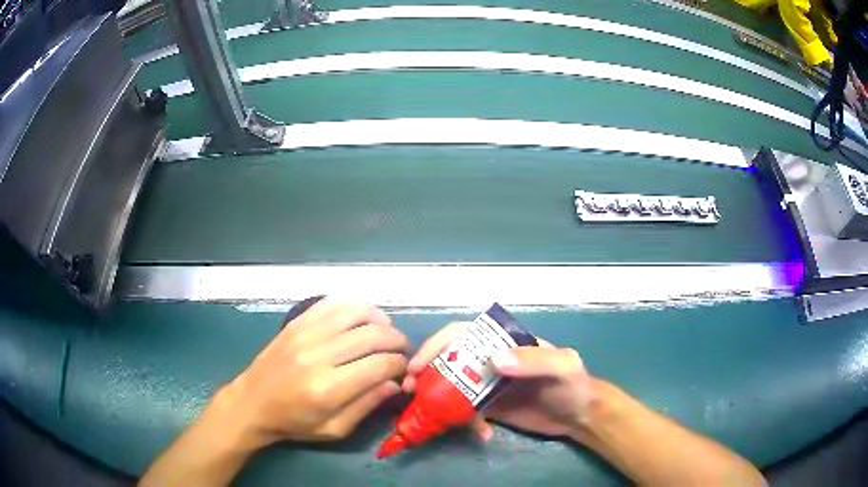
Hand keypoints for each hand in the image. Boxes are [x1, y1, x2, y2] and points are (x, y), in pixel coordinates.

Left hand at [221, 300, 408, 446]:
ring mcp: (305, 333)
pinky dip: (354, 306)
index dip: (400, 364)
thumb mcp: (334, 429)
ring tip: (386, 332)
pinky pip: (332, 303)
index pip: (379, 365)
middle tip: (402, 350)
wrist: (252, 403)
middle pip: (372, 335)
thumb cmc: (294, 423)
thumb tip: (395, 383)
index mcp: (328, 388)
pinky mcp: (296, 322)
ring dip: (379, 319)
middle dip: (397, 340)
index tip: (404, 369)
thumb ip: (367, 406)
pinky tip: (362, 318)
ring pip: (355, 312)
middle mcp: (318, 355)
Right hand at [402, 323, 595, 442]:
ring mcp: (488, 385)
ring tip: (430, 415)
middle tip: (410, 389)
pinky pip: (466, 411)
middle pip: (450, 359)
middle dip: (427, 372)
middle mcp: (491, 360)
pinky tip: (481, 434)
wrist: (581, 417)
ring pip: (452, 386)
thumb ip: (533, 360)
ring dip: (437, 398)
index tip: (418, 365)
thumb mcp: (562, 366)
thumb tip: (493, 361)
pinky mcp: (490, 408)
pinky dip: (465, 422)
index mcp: (504, 342)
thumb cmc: (574, 384)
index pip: (463, 334)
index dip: (437, 345)